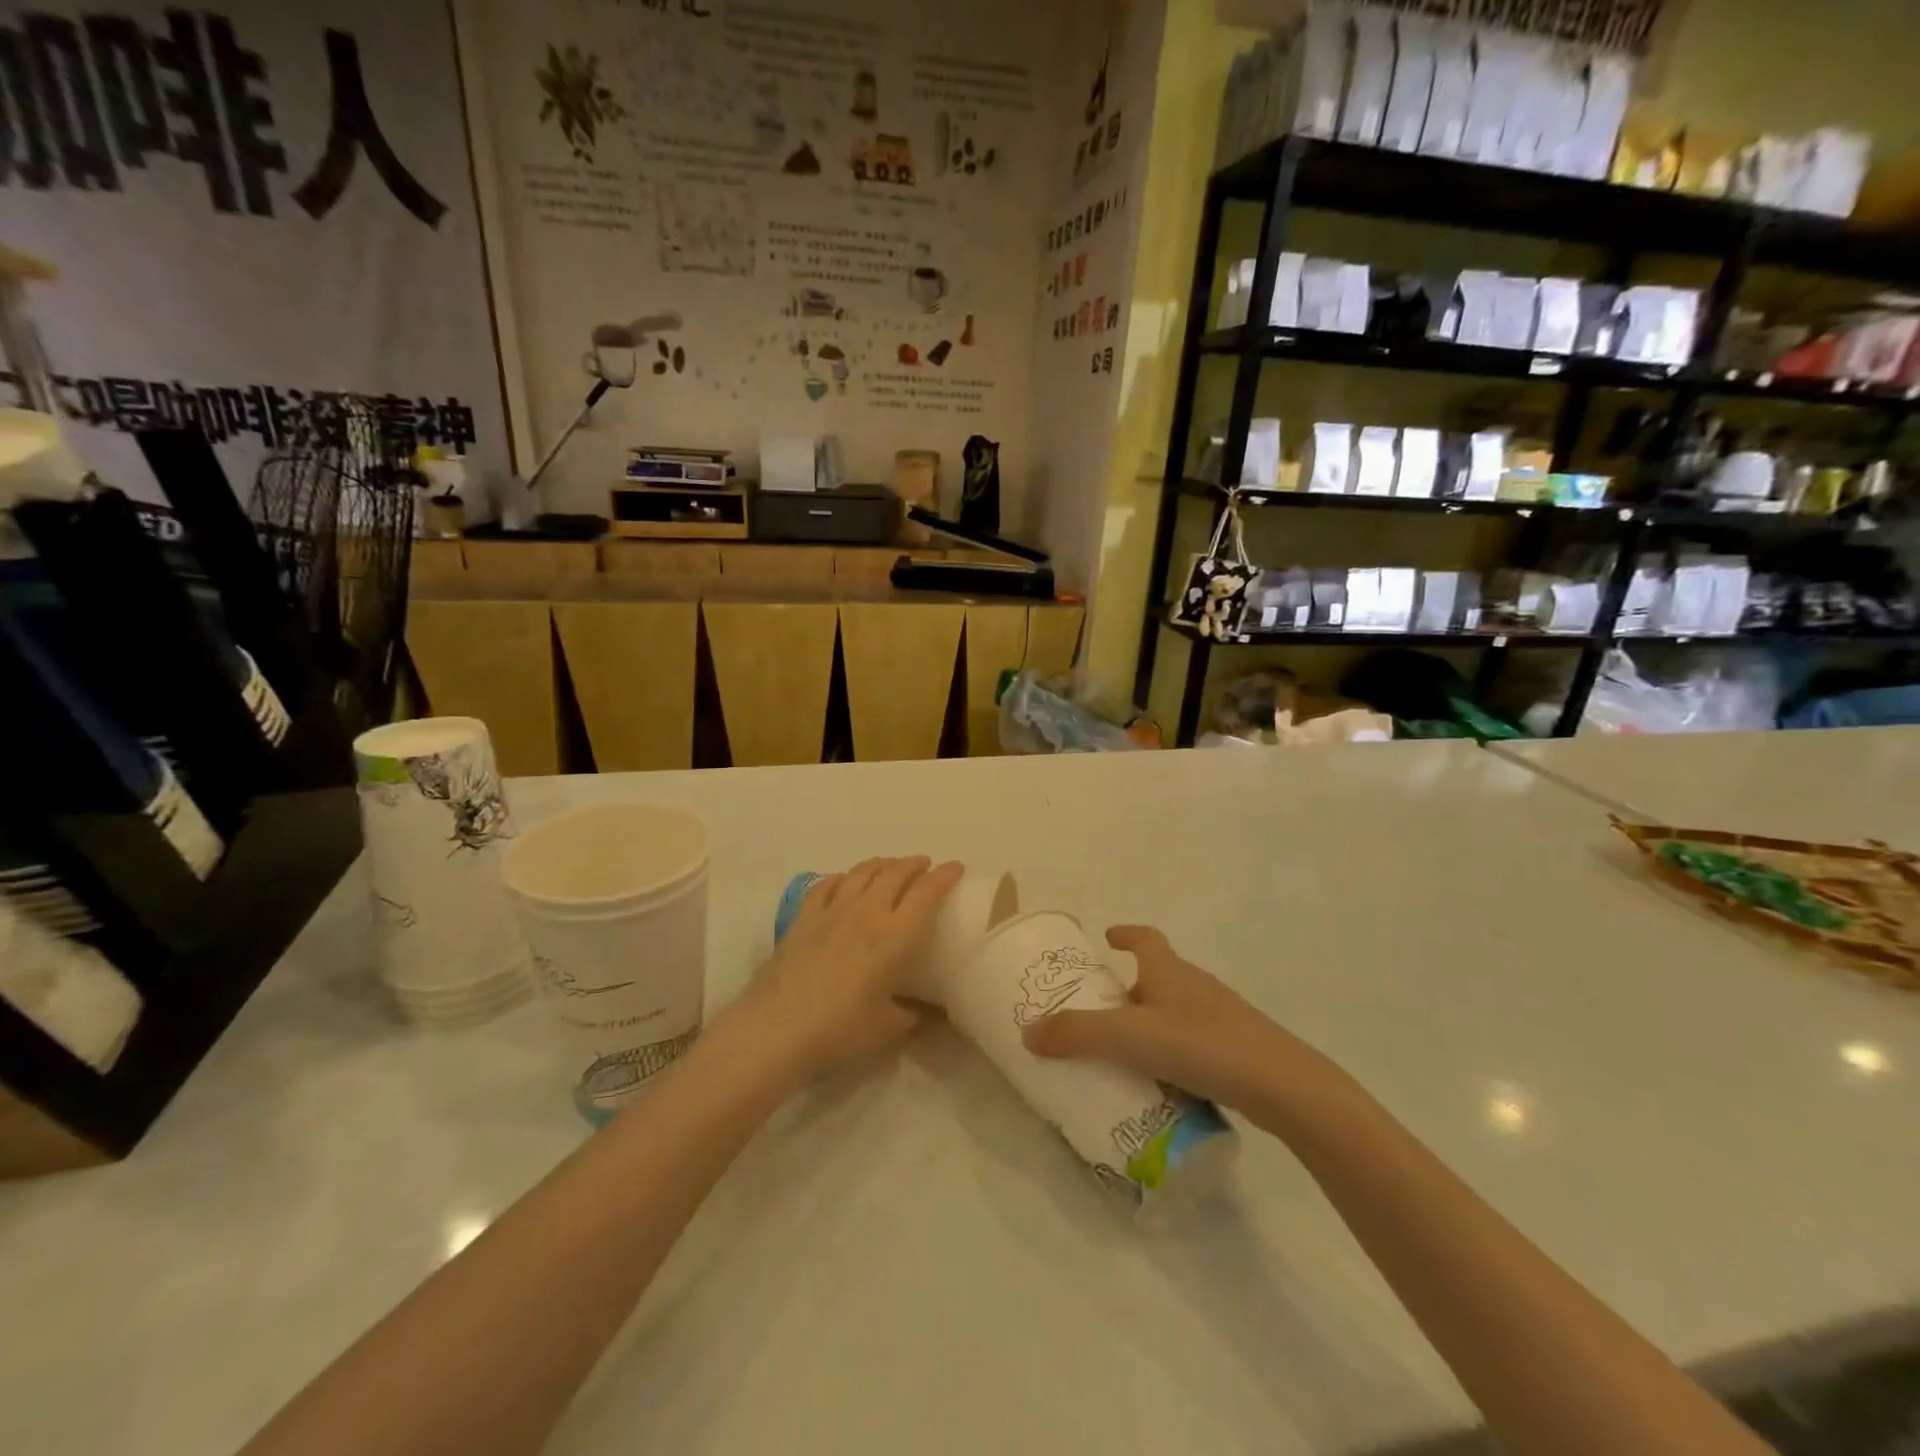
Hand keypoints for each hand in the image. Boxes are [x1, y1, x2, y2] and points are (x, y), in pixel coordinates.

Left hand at [736, 856, 963, 1082]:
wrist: (778, 1029)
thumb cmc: (840, 1029)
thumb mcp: (887, 1029)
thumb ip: (911, 1016)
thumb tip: (924, 1014)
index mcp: (895, 936)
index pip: (926, 893)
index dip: (944, 876)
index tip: (956, 867)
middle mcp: (866, 912)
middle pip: (895, 873)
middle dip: (914, 864)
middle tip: (924, 866)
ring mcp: (832, 910)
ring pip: (862, 871)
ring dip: (882, 864)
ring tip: (891, 867)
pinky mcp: (804, 917)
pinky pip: (828, 884)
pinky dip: (844, 877)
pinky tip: (846, 881)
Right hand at [1020, 925, 1298, 1111]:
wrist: (1283, 1086)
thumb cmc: (1202, 1045)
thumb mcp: (1131, 1038)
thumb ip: (1078, 1035)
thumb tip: (1027, 1032)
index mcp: (1170, 971)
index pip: (1146, 938)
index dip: (1126, 934)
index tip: (1107, 937)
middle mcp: (1196, 986)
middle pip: (1158, 976)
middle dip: (1130, 988)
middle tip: (1102, 1010)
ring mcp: (1221, 1018)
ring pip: (1176, 1012)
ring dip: (1151, 1023)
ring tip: (1126, 1053)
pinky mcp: (1237, 1050)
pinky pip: (1194, 1043)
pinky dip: (1173, 1053)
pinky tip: (1164, 1083)